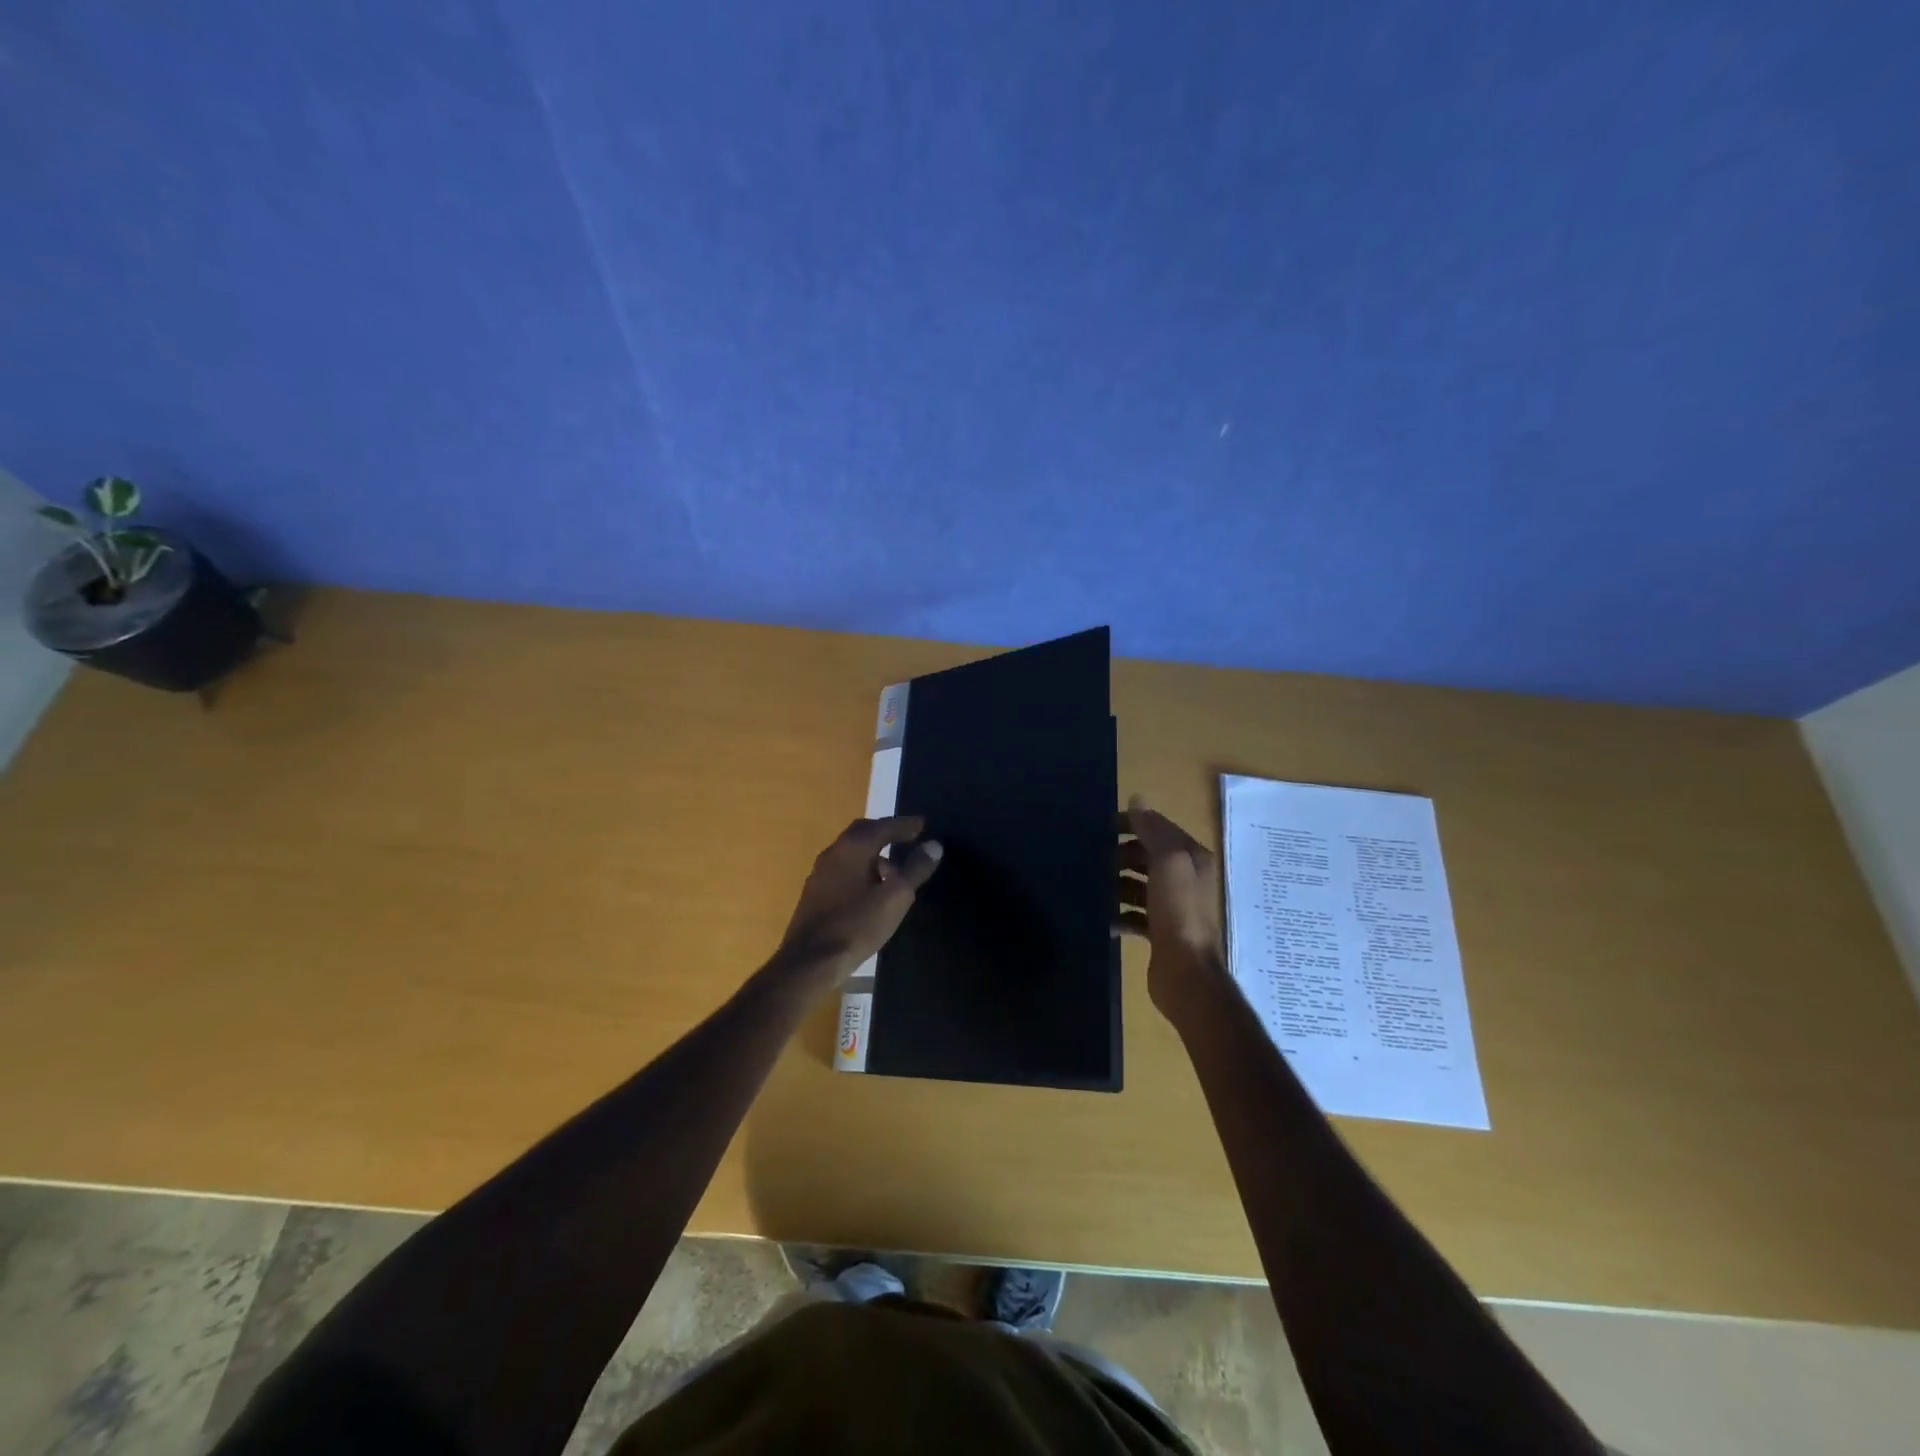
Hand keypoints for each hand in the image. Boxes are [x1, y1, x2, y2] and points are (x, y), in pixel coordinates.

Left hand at [778, 816, 942, 981]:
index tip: (923, 824)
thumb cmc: (857, 925)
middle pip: (863, 833)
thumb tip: (934, 845)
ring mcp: (820, 872)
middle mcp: (834, 852)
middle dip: (887, 833)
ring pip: (851, 852)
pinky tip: (871, 889)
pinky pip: (843, 868)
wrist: (810, 961)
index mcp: (853, 847)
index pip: (883, 826)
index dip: (905, 825)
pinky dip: (861, 868)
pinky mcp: (814, 892)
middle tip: (908, 838)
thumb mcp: (895, 898)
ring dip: (874, 853)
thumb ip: (915, 869)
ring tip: (894, 868)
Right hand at [1116, 795, 1226, 1016]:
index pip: (1158, 828)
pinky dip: (1119, 914)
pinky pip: (1134, 914)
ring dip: (1116, 884)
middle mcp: (1185, 878)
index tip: (1101, 827)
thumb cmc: (1178, 912)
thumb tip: (1137, 799)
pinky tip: (1105, 919)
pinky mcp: (1160, 931)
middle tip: (1095, 861)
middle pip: (1147, 856)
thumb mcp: (1168, 862)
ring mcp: (1173, 907)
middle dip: (1121, 855)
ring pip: (1138, 885)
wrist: (1186, 973)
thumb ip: (1152, 830)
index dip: (1132, 823)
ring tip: (1095, 889)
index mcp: (1191, 858)